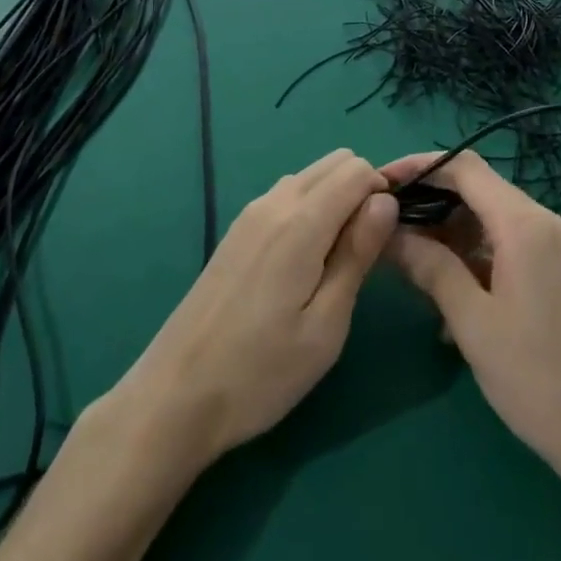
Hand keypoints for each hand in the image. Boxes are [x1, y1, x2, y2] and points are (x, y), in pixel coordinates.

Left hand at [107, 150, 397, 473]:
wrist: (174, 397)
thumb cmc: (260, 372)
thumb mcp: (326, 325)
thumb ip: (357, 254)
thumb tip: (385, 202)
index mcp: (300, 222)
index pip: (357, 169)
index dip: (382, 194)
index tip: (385, 240)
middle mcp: (274, 202)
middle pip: (334, 163)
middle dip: (361, 191)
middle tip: (364, 252)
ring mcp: (250, 214)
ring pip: (310, 177)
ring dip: (335, 200)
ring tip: (335, 263)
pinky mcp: (237, 231)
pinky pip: (286, 196)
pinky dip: (309, 210)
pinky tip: (303, 265)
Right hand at [381, 150, 560, 494]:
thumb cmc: (538, 379)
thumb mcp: (473, 323)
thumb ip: (431, 268)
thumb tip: (390, 233)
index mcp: (524, 224)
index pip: (464, 167)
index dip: (419, 166)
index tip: (380, 183)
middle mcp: (543, 222)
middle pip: (477, 189)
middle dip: (429, 202)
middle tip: (385, 227)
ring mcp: (555, 246)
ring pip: (490, 219)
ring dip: (449, 234)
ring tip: (407, 264)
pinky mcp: (559, 271)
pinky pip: (507, 245)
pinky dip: (473, 257)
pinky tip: (446, 295)